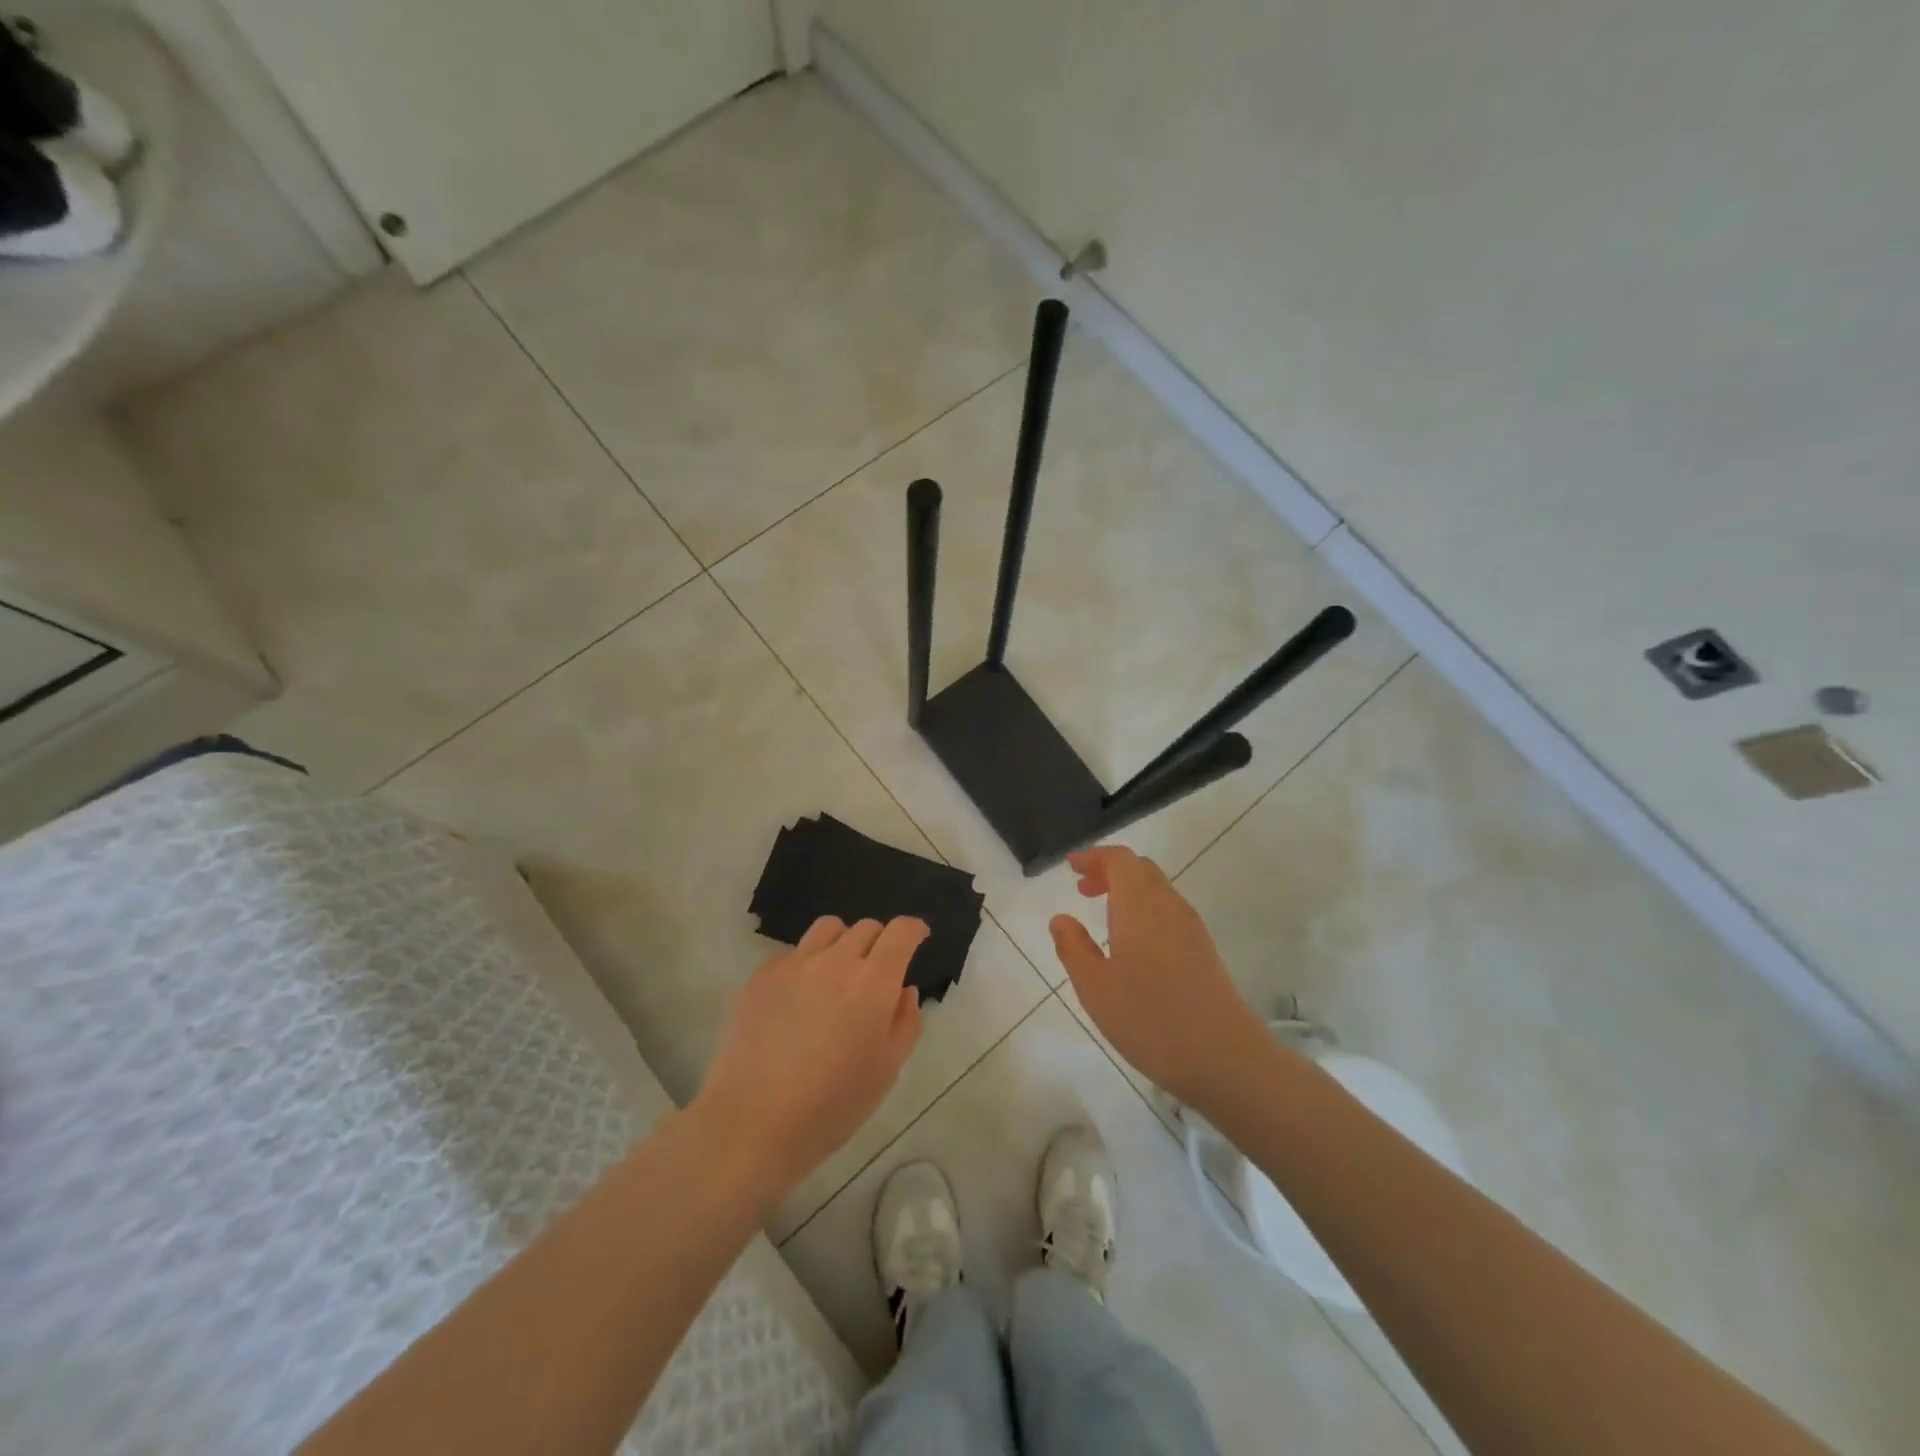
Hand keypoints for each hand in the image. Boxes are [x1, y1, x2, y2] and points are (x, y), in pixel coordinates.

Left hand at [692, 916, 926, 1201]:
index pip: (900, 932)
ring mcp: (795, 964)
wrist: (753, 1122)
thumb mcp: (887, 1070)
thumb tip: (904, 990)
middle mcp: (836, 961)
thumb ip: (905, 1023)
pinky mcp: (762, 975)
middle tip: (876, 973)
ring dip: (843, 943)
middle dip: (880, 942)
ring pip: (828, 928)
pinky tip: (799, 998)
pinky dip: (807, 963)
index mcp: (873, 983)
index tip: (917, 938)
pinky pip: (793, 952)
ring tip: (837, 974)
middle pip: (866, 927)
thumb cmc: (832, 1104)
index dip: (913, 929)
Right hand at [1050, 846, 1271, 1109]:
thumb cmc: (1151, 1021)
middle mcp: (1169, 907)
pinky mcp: (1204, 950)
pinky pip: (1169, 911)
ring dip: (1128, 890)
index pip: (1120, 860)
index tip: (1071, 866)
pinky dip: (1144, 909)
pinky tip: (1132, 942)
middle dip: (1109, 870)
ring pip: (1157, 890)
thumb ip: (1073, 948)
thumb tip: (1060, 919)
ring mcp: (1191, 928)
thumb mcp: (1096, 989)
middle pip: (1141, 869)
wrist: (1225, 1058)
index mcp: (1140, 907)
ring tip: (1102, 913)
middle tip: (1082, 887)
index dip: (1094, 856)